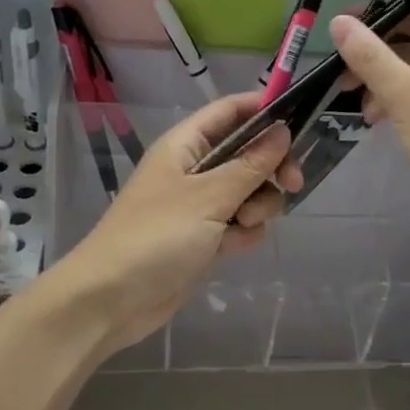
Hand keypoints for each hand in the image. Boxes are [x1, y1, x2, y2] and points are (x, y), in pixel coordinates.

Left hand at [51, 92, 302, 352]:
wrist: (111, 300)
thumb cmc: (156, 237)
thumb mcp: (209, 197)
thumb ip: (250, 164)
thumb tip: (282, 129)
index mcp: (186, 145)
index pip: (230, 111)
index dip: (263, 109)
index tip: (298, 122)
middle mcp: (194, 169)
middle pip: (248, 152)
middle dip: (271, 167)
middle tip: (292, 183)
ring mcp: (200, 204)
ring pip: (250, 191)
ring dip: (258, 206)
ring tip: (243, 225)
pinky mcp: (205, 237)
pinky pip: (240, 223)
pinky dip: (244, 233)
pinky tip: (232, 248)